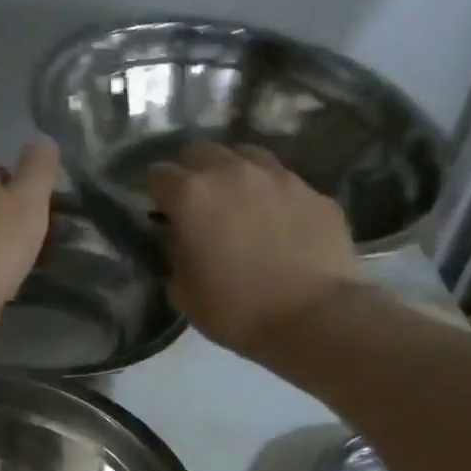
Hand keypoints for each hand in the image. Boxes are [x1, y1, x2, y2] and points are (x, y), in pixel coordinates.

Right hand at [149, 142, 358, 356]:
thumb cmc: (238, 311)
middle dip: (191, 172)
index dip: (156, 193)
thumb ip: (173, 255)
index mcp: (193, 197)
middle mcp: (233, 173)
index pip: (158, 174)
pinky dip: (272, 194)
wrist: (314, 318)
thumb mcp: (184, 294)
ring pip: (245, 156)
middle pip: (201, 152)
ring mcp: (279, 177)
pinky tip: (278, 222)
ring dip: (233, 173)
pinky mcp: (314, 191)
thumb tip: (177, 236)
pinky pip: (283, 181)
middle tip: (196, 203)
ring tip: (238, 202)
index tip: (162, 212)